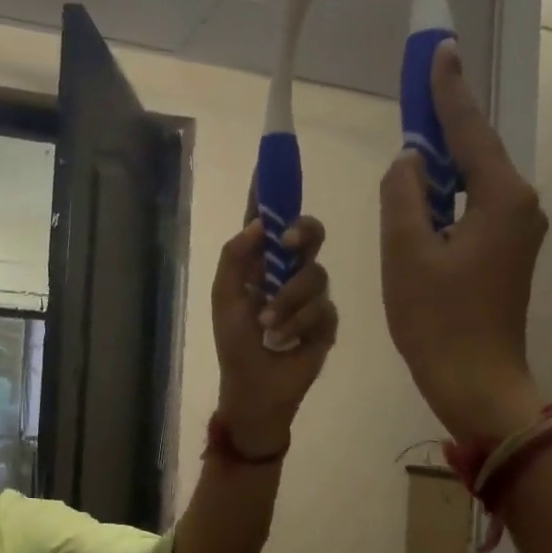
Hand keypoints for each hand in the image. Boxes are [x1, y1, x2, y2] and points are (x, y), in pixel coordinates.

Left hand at [211, 216, 337, 456]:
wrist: (255, 389)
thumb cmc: (235, 345)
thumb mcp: (225, 299)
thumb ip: (234, 259)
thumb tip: (256, 224)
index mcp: (260, 265)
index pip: (267, 223)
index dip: (271, 194)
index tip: (271, 164)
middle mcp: (288, 273)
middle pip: (308, 235)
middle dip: (301, 233)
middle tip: (286, 244)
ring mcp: (310, 297)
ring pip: (316, 274)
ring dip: (289, 300)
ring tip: (270, 326)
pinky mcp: (326, 322)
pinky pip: (324, 308)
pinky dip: (300, 323)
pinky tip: (287, 340)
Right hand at [380, 42, 547, 443]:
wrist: (474, 381)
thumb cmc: (437, 319)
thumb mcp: (406, 253)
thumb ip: (402, 195)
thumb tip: (409, 162)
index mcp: (502, 198)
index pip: (469, 130)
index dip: (448, 91)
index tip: (439, 50)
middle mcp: (521, 206)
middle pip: (475, 154)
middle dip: (442, 130)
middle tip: (413, 100)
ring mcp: (519, 233)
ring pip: (472, 185)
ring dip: (439, 173)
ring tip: (407, 163)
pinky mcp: (508, 255)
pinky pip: (473, 212)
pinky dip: (446, 203)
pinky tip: (420, 209)